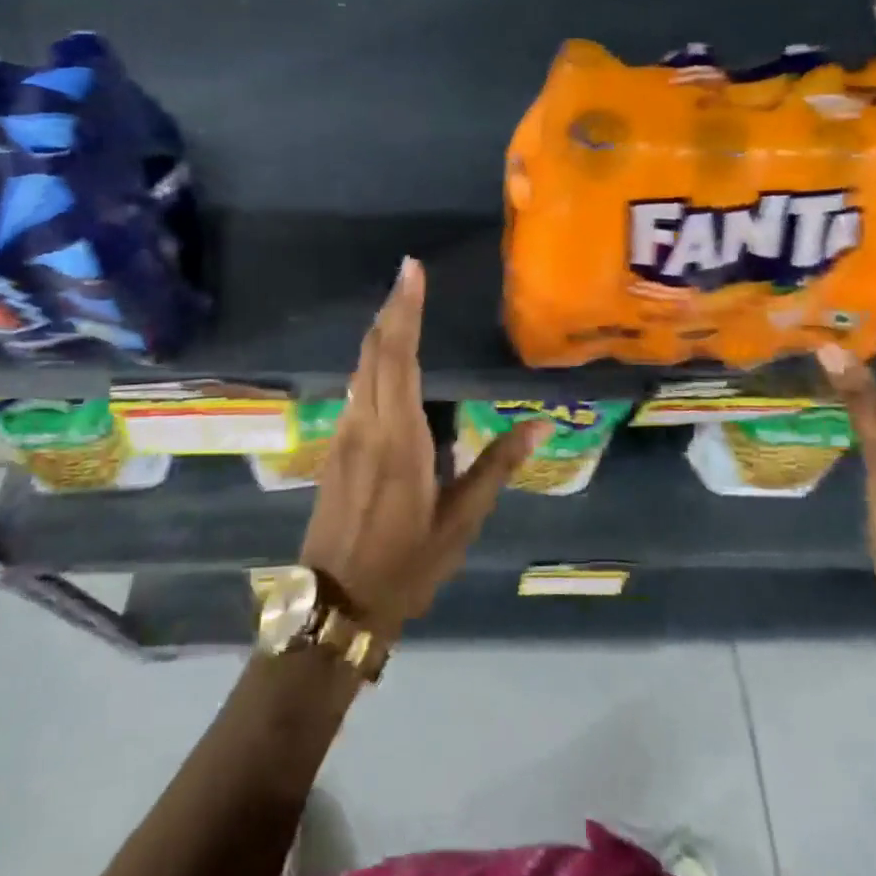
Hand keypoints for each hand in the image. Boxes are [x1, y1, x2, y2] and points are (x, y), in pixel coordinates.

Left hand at [300, 258, 547, 637]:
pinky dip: (372, 361)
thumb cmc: (406, 565)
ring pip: (360, 368)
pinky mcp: (334, 448)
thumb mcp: (460, 522)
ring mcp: (344, 435)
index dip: (406, 310)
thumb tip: (541, 427)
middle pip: (374, 351)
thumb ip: (497, 467)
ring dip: (380, 332)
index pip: (399, 356)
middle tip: (410, 274)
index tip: (412, 270)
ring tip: (402, 306)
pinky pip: (355, 389)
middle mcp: (366, 425)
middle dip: (392, 308)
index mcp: (399, 438)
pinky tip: (387, 361)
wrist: (335, 605)